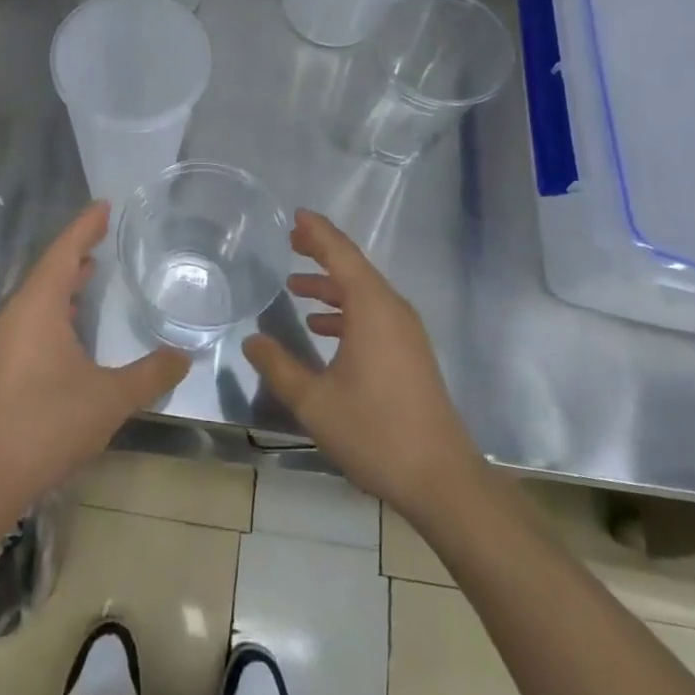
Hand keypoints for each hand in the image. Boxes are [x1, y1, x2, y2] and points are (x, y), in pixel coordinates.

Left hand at [0, 202, 188, 523]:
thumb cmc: (48, 426)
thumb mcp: (110, 399)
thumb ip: (150, 375)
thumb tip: (184, 357)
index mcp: (38, 308)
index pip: (65, 252)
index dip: (85, 226)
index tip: (104, 205)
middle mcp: (15, 315)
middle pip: (48, 268)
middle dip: (77, 249)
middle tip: (103, 233)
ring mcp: (2, 341)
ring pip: (37, 296)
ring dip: (64, 280)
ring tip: (90, 270)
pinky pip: (30, 317)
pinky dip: (53, 306)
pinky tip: (69, 323)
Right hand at [245, 210, 483, 524]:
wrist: (442, 479)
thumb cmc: (375, 432)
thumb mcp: (314, 402)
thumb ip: (279, 367)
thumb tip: (252, 339)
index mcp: (372, 309)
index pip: (341, 254)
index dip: (318, 232)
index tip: (296, 215)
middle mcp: (392, 310)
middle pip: (354, 268)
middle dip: (322, 252)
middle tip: (291, 241)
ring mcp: (406, 332)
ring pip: (364, 293)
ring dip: (331, 285)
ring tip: (296, 285)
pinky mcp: (410, 353)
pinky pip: (374, 314)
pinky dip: (346, 311)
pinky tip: (322, 329)